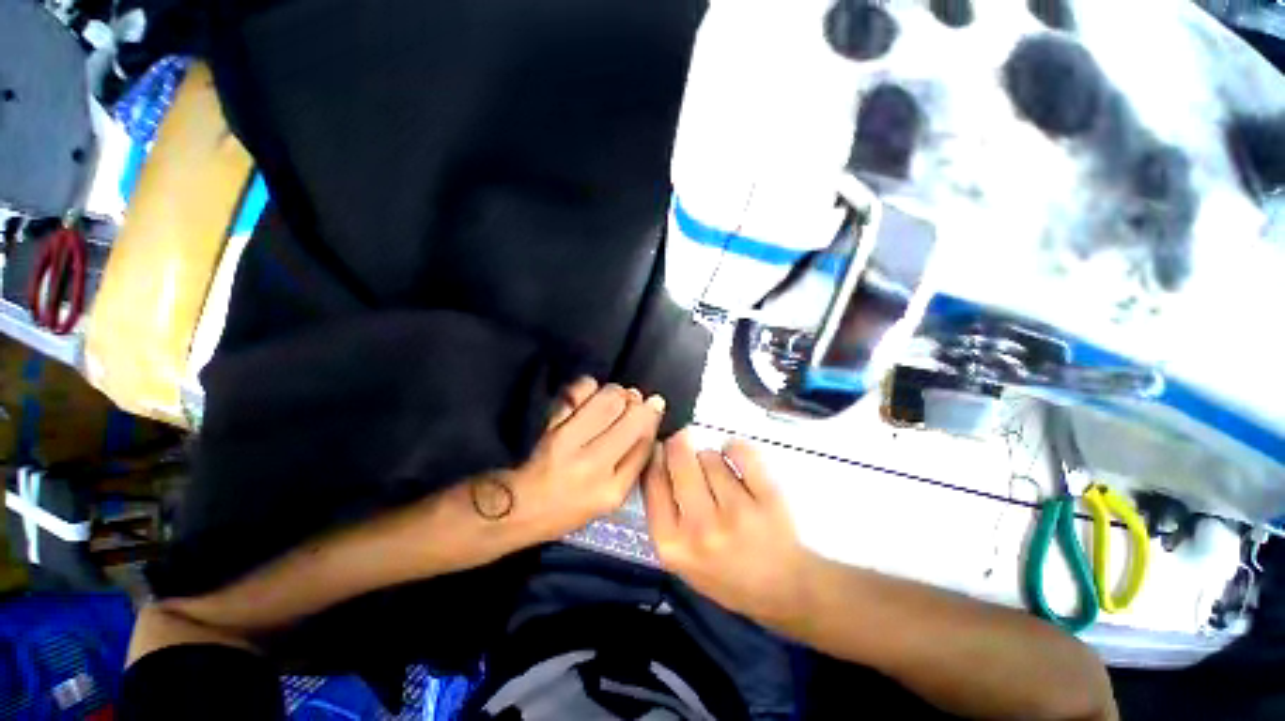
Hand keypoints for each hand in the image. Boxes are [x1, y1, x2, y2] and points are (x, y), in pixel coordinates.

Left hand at [474, 377, 665, 545]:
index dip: (652, 417)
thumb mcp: (610, 498)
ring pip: (607, 399)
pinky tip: (589, 396)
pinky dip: (587, 388)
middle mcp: (594, 465)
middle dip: (637, 402)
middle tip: (634, 400)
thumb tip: (649, 421)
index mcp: (613, 489)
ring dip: (616, 393)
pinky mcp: (550, 427)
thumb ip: (632, 465)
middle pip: (629, 416)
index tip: (654, 406)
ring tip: (615, 398)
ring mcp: (569, 442)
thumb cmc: (570, 508)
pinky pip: (576, 393)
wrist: (523, 505)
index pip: (644, 442)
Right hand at [643, 431, 814, 627]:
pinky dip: (736, 449)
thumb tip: (658, 464)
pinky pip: (743, 454)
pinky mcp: (767, 498)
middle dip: (679, 448)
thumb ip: (667, 521)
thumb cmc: (728, 579)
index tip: (660, 452)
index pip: (652, 485)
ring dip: (712, 459)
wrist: (781, 589)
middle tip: (685, 445)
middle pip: (680, 463)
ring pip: (711, 458)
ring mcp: (735, 512)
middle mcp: (699, 528)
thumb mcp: (682, 562)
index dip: (655, 460)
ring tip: (720, 475)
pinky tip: (735, 455)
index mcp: (672, 545)